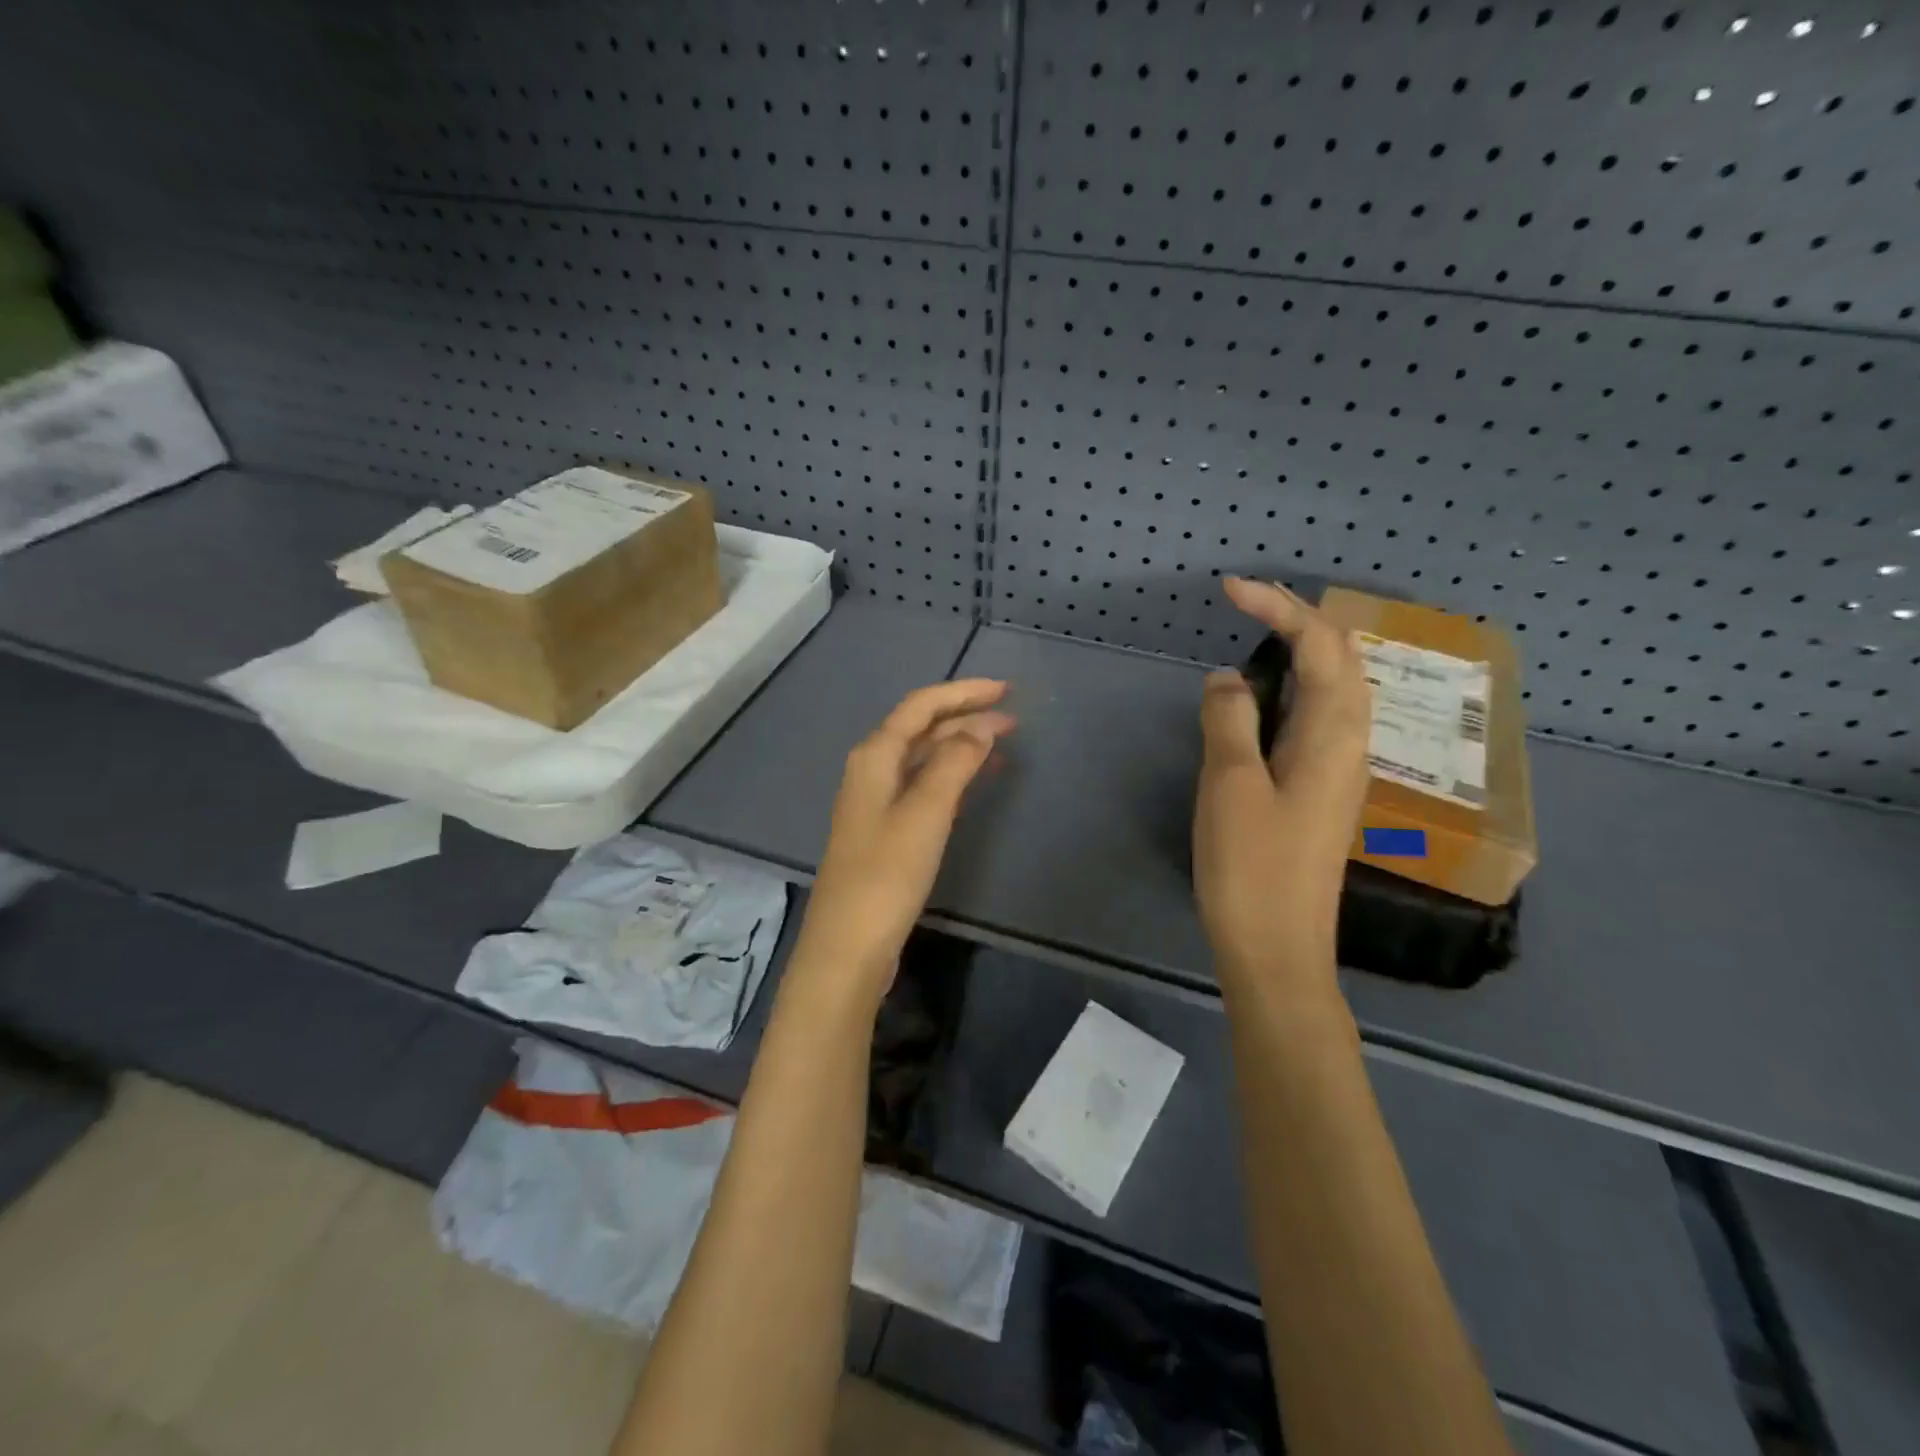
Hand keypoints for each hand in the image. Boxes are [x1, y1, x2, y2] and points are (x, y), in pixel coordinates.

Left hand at [793, 680, 1014, 1003]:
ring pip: (922, 758)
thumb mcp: (926, 813)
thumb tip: (981, 726)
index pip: (921, 706)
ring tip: (1003, 744)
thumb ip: (953, 763)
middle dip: (965, 717)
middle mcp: (871, 771)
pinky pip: (923, 787)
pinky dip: (951, 776)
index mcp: (874, 757)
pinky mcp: (886, 831)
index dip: (963, 693)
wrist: (849, 947)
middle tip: (1013, 718)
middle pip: (920, 728)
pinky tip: (975, 782)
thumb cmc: (887, 875)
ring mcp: (876, 802)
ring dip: (960, 745)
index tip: (1006, 690)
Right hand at [1194, 578, 1371, 993]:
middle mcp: (1349, 745)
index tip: (1228, 590)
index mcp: (1334, 736)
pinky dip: (1294, 689)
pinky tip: (1265, 698)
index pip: (1321, 647)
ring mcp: (1338, 771)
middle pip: (1341, 661)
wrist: (1277, 950)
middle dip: (1298, 620)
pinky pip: (1316, 720)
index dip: (1279, 608)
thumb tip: (1229, 677)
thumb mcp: (1230, 785)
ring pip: (1333, 690)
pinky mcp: (1320, 793)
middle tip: (1245, 603)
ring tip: (1257, 634)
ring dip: (1302, 651)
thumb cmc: (1252, 868)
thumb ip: (1230, 720)